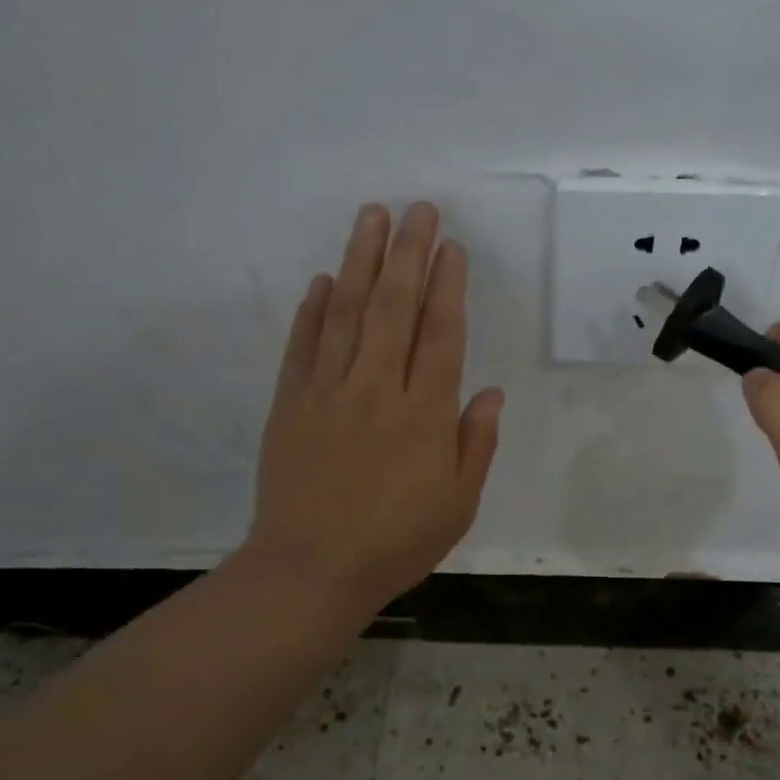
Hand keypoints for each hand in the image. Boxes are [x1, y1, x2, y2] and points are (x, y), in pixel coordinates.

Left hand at [235, 202, 502, 618]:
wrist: (310, 570)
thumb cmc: (395, 542)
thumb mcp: (457, 504)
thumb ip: (475, 444)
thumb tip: (488, 393)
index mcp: (424, 414)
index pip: (440, 334)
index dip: (448, 286)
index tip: (452, 247)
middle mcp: (377, 389)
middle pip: (394, 307)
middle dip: (408, 253)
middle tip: (418, 210)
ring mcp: (328, 391)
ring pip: (346, 312)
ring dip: (360, 261)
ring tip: (371, 217)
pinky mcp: (290, 403)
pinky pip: (303, 345)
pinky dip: (312, 310)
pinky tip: (321, 281)